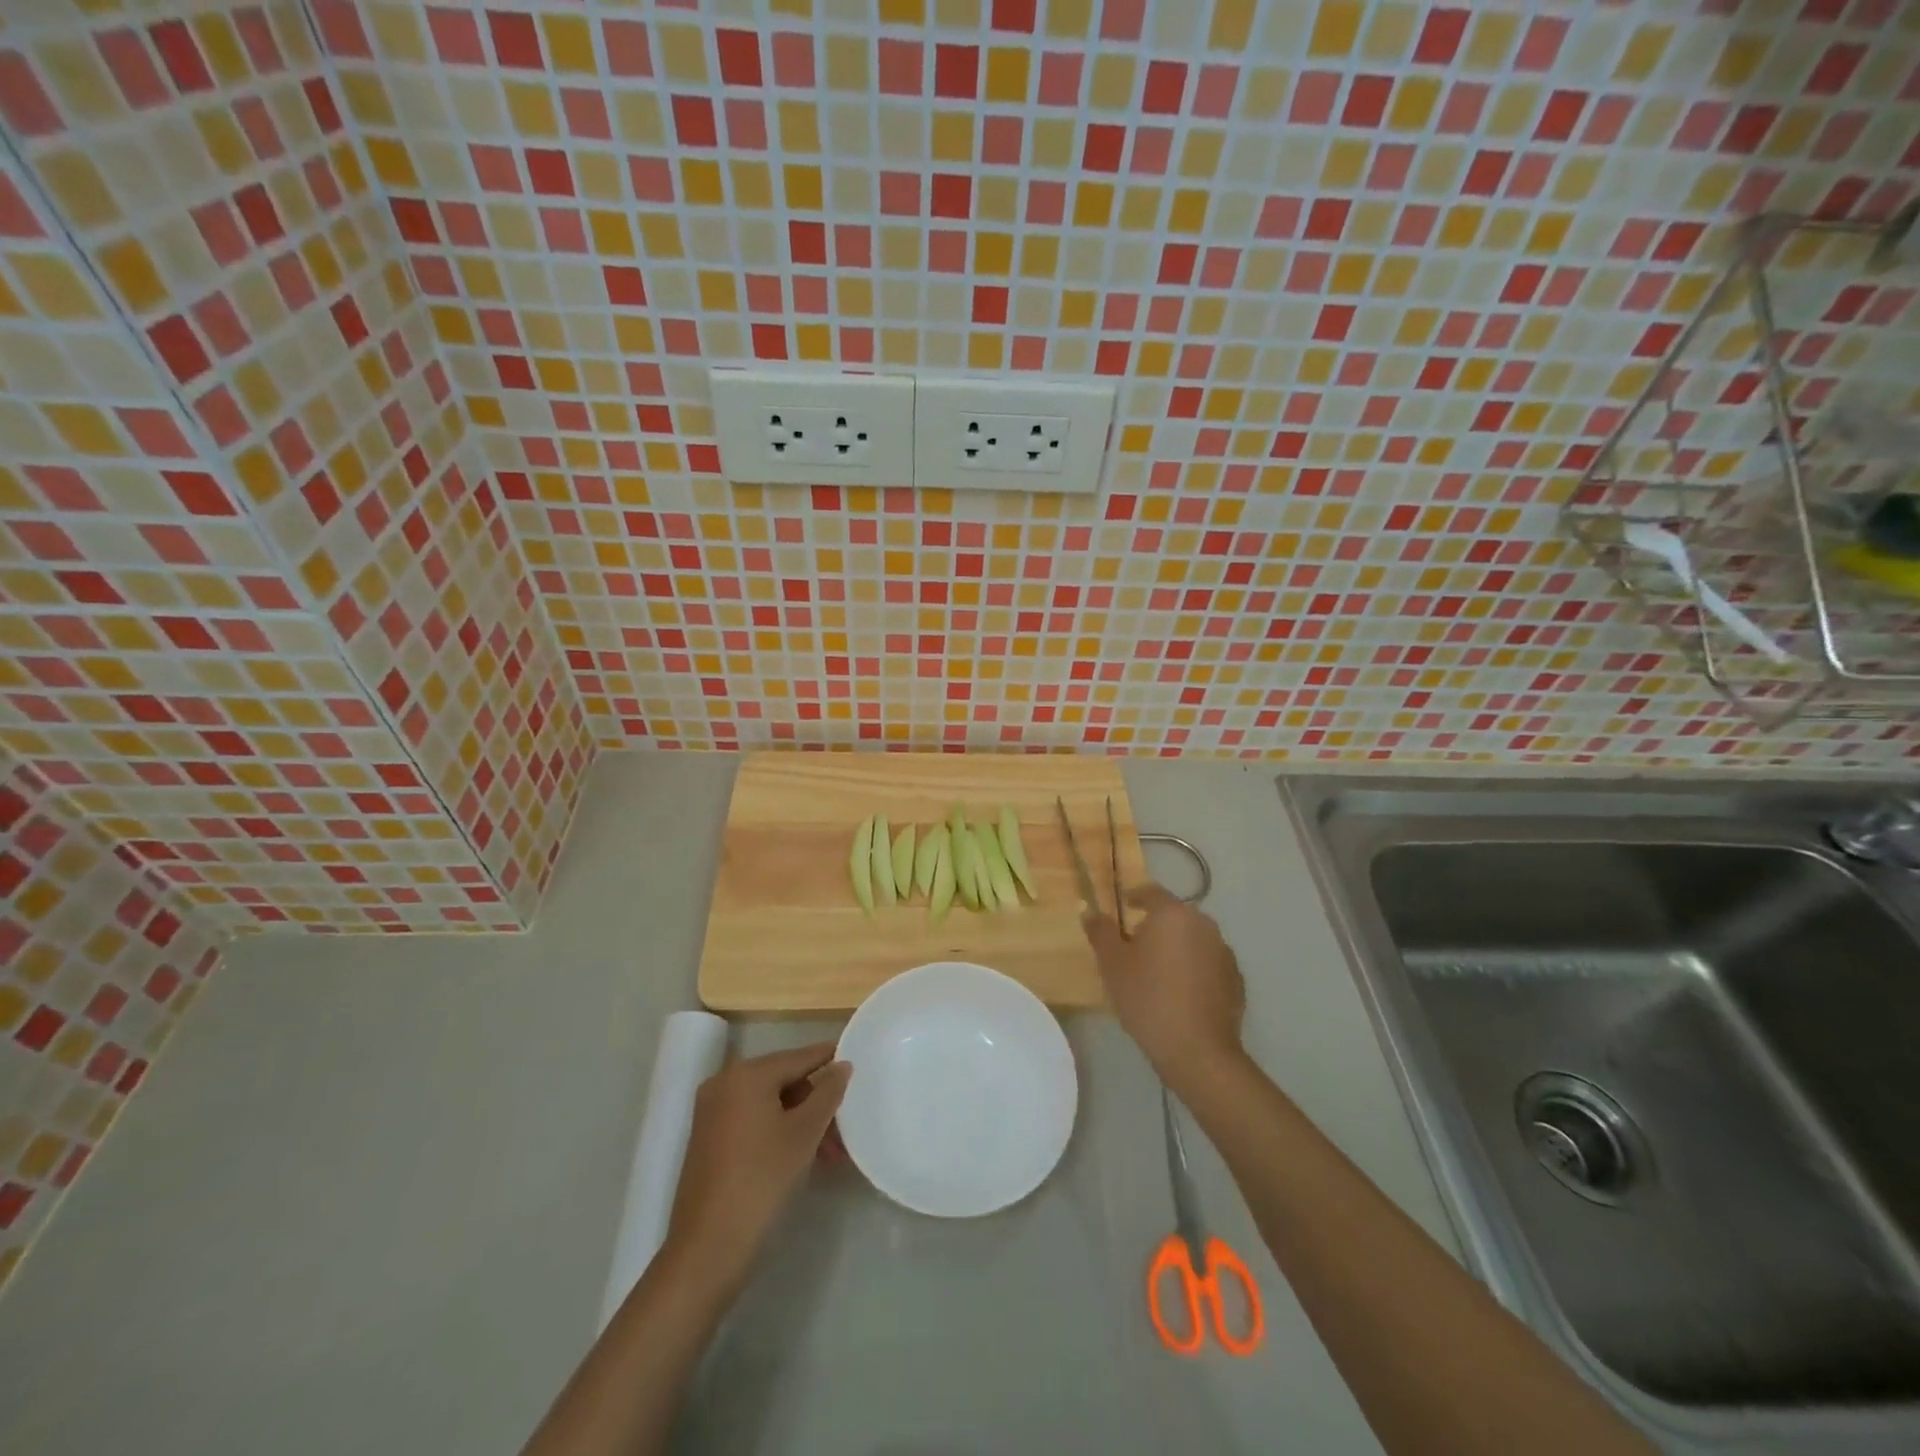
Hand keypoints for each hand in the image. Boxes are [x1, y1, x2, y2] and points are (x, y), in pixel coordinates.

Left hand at [663, 1043, 850, 1291]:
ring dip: (802, 1122)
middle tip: (845, 1128)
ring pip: (770, 1104)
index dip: (829, 1058)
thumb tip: (842, 1065)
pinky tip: (804, 1157)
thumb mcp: (804, 1133)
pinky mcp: (709, 1139)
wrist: (708, 1249)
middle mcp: (725, 1084)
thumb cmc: (762, 1180)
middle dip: (817, 1102)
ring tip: (831, 1154)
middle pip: (784, 1081)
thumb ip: (827, 1093)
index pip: (799, 1057)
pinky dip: (779, 1131)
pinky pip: (753, 1121)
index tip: (857, 1059)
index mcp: (746, 1074)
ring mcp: (713, 1112)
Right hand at [1083, 885, 1245, 1089]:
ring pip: (1195, 940)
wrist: (1197, 1051)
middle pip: (1176, 916)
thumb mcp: (1112, 964)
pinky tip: (1182, 994)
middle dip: (1157, 926)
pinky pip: (1209, 965)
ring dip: (1178, 948)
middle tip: (1136, 946)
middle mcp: (1204, 925)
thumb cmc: (1147, 998)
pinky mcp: (1236, 980)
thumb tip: (1089, 909)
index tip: (1124, 906)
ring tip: (1159, 973)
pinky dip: (1195, 970)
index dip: (1135, 897)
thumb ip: (1100, 932)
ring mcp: (1224, 953)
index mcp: (1173, 915)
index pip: (1152, 892)